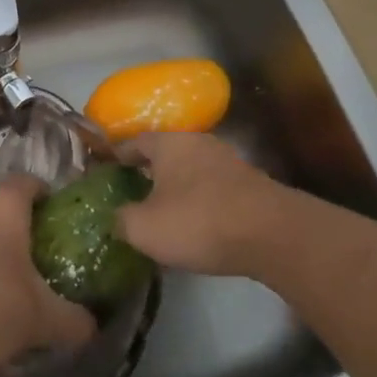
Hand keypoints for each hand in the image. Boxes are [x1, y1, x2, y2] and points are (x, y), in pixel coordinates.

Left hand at [0, 175, 96, 376]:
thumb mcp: (43, 320)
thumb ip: (74, 320)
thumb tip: (94, 327)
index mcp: (4, 203)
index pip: (32, 183)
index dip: (50, 201)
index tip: (62, 227)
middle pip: (2, 201)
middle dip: (21, 223)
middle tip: (41, 255)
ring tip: (10, 278)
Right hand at [114, 133, 290, 276]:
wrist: (271, 233)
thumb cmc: (198, 221)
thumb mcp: (145, 228)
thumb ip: (122, 219)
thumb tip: (117, 217)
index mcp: (168, 143)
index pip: (134, 142)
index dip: (116, 157)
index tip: (105, 172)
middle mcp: (197, 142)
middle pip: (165, 155)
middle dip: (148, 173)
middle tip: (131, 195)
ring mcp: (227, 161)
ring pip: (190, 171)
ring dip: (176, 189)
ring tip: (163, 214)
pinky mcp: (249, 184)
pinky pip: (212, 189)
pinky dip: (200, 202)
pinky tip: (196, 226)